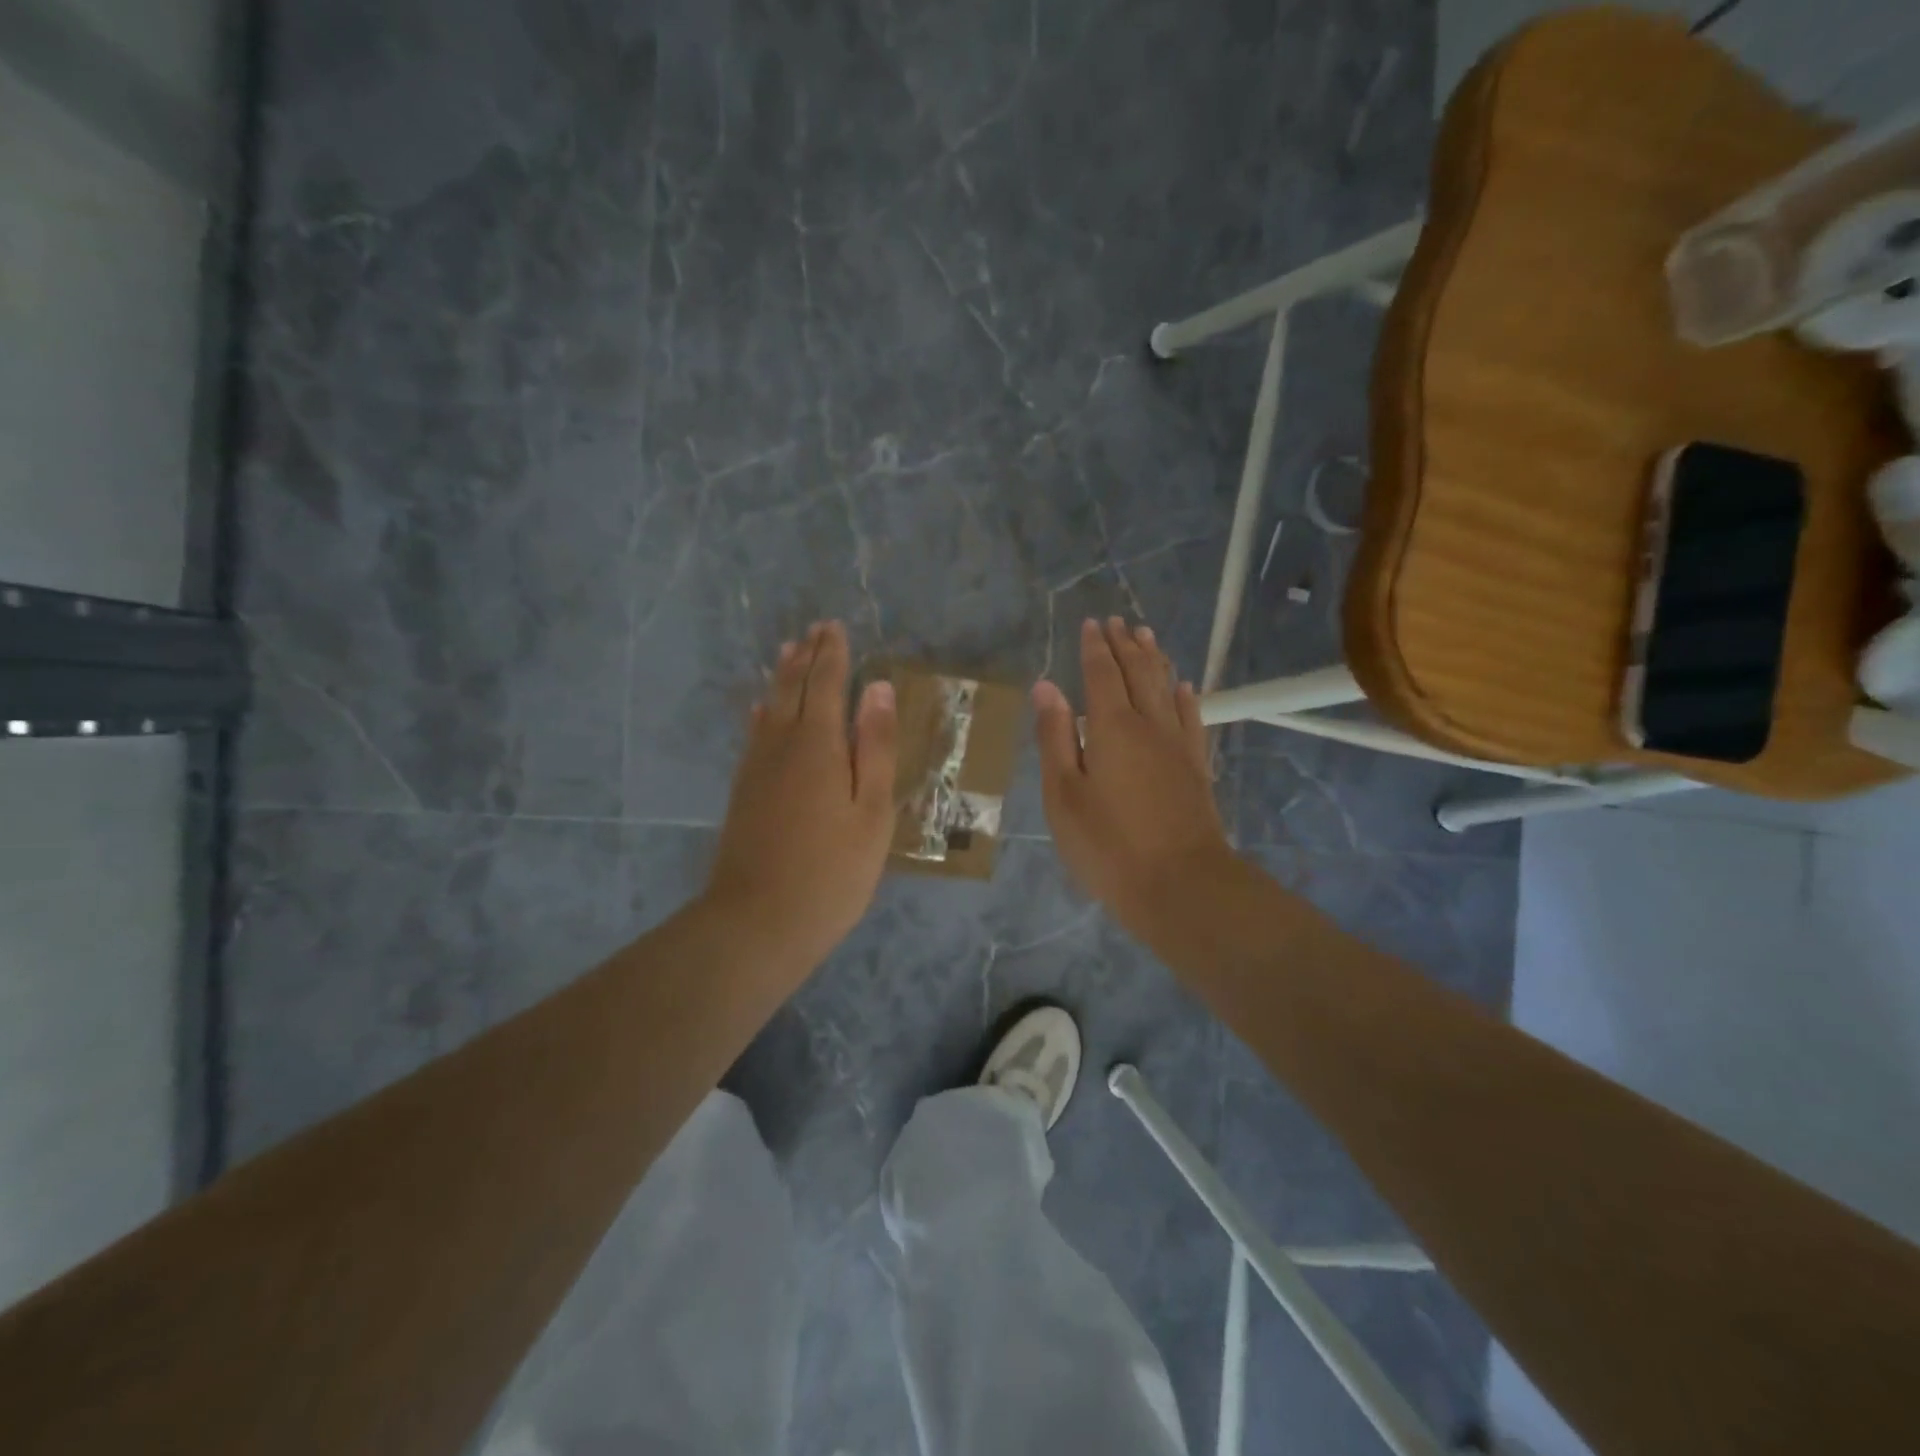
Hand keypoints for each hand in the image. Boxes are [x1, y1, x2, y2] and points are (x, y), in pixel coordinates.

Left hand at [705, 621, 897, 970]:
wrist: (757, 922)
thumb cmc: (831, 872)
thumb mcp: (872, 812)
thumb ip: (876, 748)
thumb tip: (878, 689)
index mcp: (819, 745)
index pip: (825, 684)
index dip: (832, 655)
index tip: (835, 627)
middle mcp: (782, 745)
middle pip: (792, 688)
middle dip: (806, 657)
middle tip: (815, 630)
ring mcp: (756, 768)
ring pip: (769, 707)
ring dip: (782, 676)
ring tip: (789, 652)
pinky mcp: (743, 791)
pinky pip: (754, 734)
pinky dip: (762, 712)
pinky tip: (760, 711)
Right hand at [1033, 617, 1234, 931]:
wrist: (1181, 885)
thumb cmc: (1108, 844)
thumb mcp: (1063, 794)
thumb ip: (1055, 737)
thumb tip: (1046, 686)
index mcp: (1111, 727)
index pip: (1102, 674)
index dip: (1095, 647)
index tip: (1092, 623)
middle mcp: (1149, 725)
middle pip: (1138, 673)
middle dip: (1126, 645)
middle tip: (1118, 621)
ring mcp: (1178, 746)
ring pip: (1166, 689)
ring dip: (1155, 660)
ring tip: (1147, 636)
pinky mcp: (1196, 768)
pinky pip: (1191, 718)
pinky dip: (1185, 697)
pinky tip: (1184, 687)